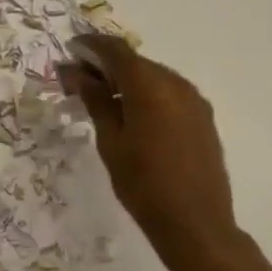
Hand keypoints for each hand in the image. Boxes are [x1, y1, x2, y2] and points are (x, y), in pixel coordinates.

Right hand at [63, 36, 247, 270]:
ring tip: (101, 99)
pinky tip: (130, 114)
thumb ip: (95, 101)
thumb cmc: (143, 185)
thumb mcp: (110, 142)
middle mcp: (176, 84)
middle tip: (78, 81)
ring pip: (153, 77)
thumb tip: (77, 73)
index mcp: (150, 87)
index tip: (70, 51)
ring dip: (126, 80)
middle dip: (105, 65)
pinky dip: (145, 94)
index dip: (90, 46)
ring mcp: (194, 100)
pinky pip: (168, 93)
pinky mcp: (202, 117)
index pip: (116, 51)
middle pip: (135, 62)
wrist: (195, 224)